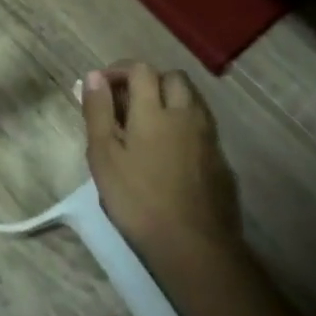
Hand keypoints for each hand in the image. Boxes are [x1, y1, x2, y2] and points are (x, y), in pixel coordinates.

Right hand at [82, 62, 242, 283]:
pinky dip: (185, 125)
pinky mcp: (222, 161)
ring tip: (149, 124)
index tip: (103, 88)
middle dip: (150, 80)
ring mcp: (208, 137)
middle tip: (128, 103)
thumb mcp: (103, 156)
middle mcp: (186, 114)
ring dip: (171, 99)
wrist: (195, 246)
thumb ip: (98, 112)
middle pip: (173, 78)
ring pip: (193, 100)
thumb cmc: (138, 200)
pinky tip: (172, 152)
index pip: (140, 69)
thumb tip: (94, 75)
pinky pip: (203, 127)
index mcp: (154, 110)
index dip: (120, 71)